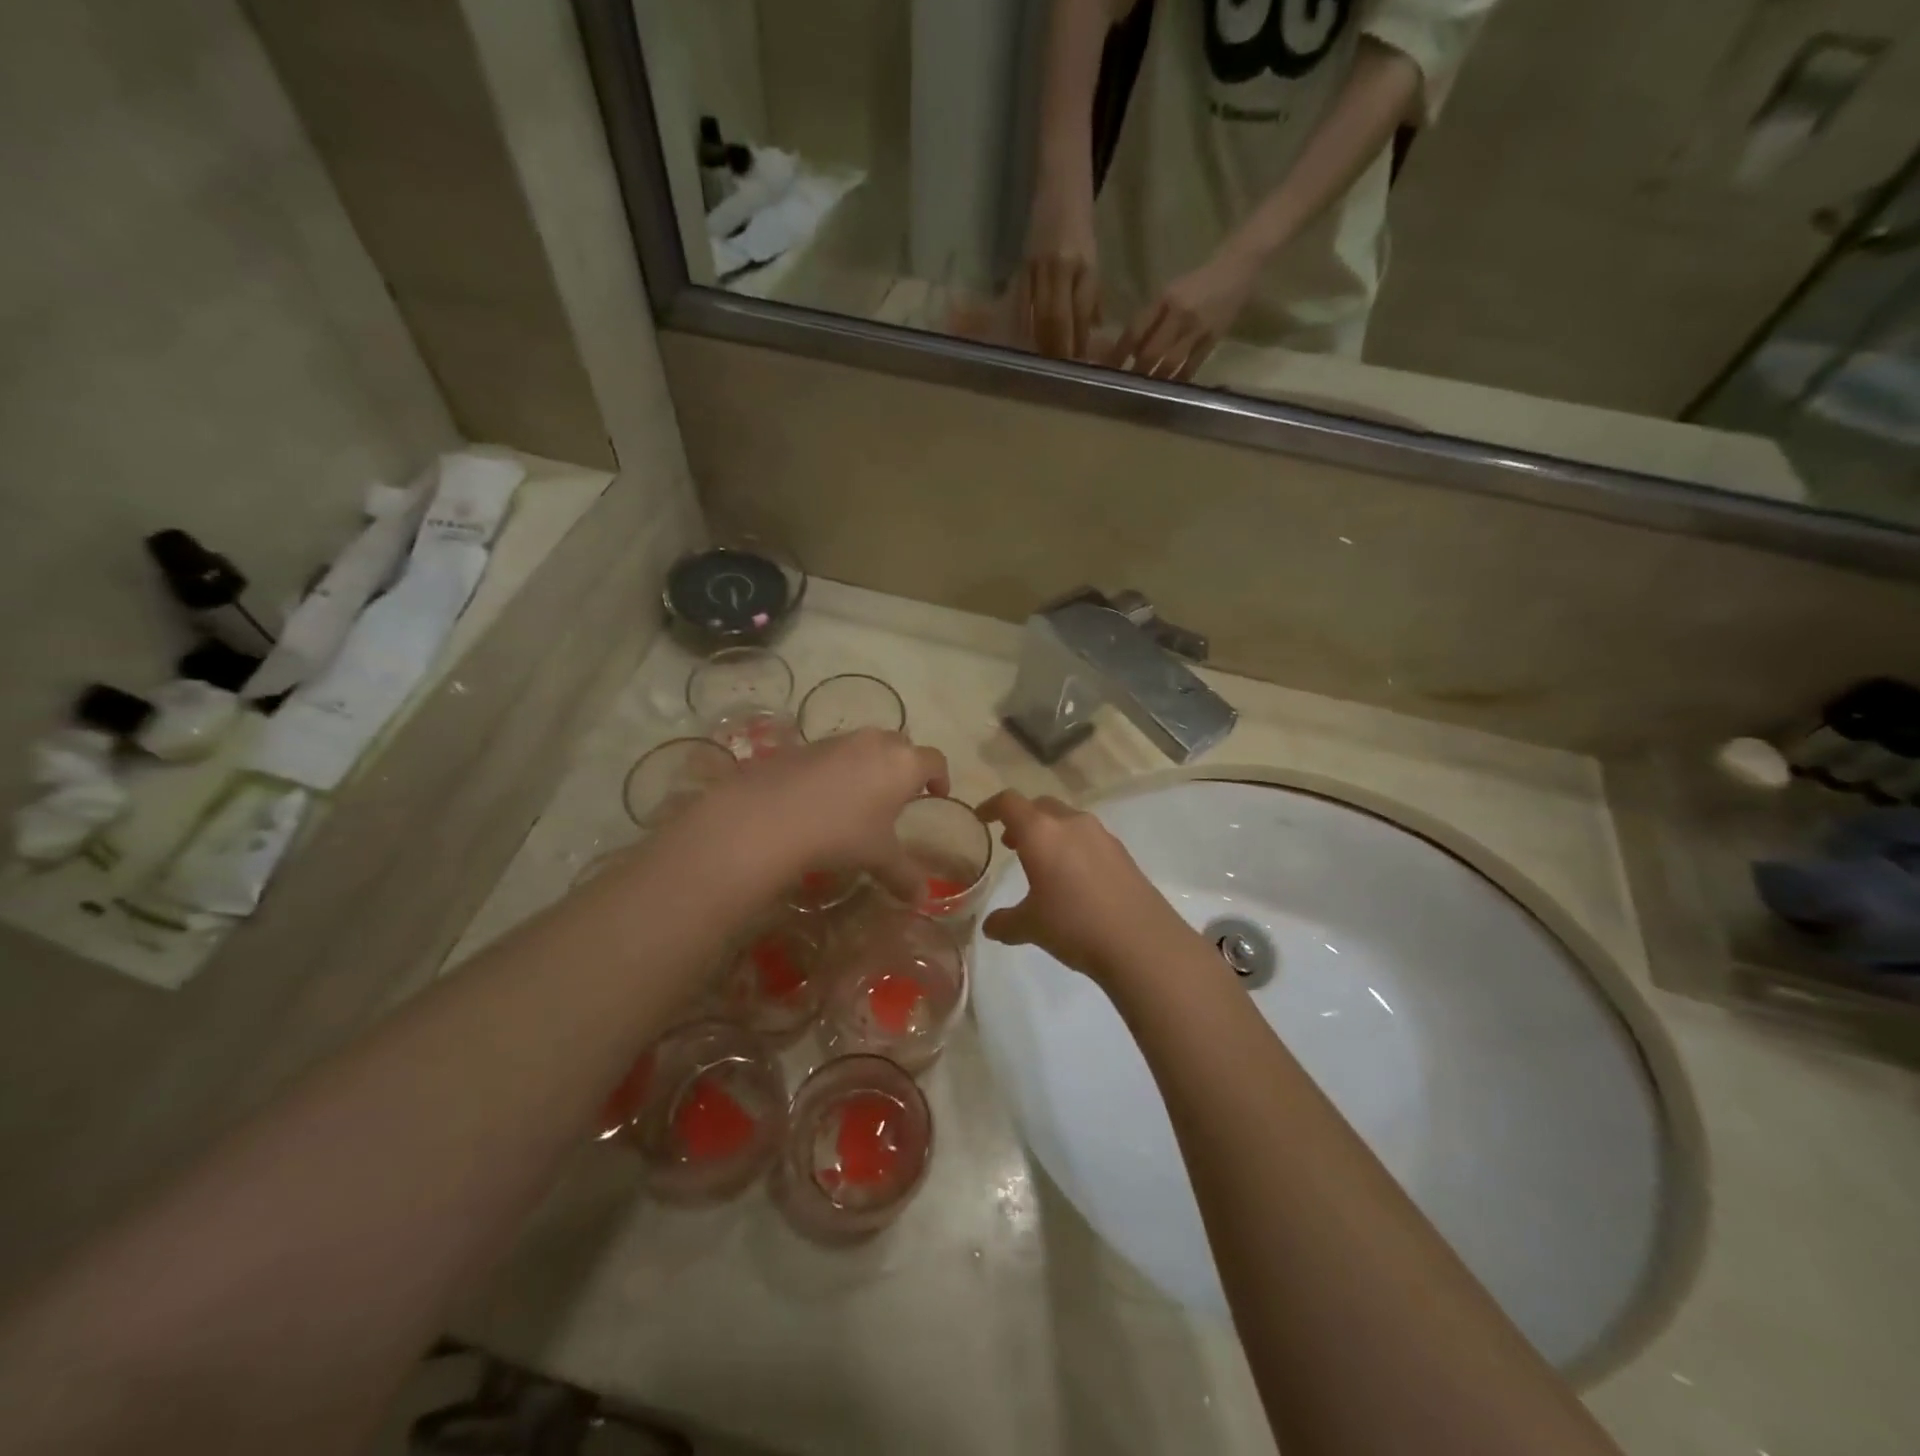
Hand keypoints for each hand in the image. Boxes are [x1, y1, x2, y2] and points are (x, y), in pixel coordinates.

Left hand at [682, 729, 948, 900]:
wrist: (771, 815)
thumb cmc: (842, 832)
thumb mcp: (878, 857)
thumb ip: (904, 875)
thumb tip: (922, 899)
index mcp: (904, 764)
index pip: (934, 761)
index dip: (941, 777)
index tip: (938, 793)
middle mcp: (876, 742)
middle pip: (902, 745)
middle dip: (905, 766)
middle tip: (901, 794)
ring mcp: (839, 739)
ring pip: (866, 745)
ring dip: (872, 764)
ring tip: (863, 795)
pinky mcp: (807, 744)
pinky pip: (835, 752)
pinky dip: (840, 767)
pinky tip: (826, 795)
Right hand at [977, 790, 1195, 984]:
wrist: (1141, 942)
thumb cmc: (1074, 925)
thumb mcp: (1030, 927)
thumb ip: (1005, 922)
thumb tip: (990, 926)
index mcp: (1040, 832)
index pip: (1009, 802)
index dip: (991, 806)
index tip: (982, 818)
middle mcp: (1070, 823)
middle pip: (1040, 805)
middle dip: (1023, 820)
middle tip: (1012, 844)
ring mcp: (1101, 835)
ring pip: (1067, 820)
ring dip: (1050, 832)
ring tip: (1043, 863)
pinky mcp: (1121, 852)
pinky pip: (1088, 838)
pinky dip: (1073, 847)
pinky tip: (1074, 879)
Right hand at [1019, 173, 1100, 360]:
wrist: (1060, 181)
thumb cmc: (1080, 222)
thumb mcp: (1093, 258)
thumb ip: (1091, 296)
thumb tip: (1092, 332)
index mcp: (1084, 266)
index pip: (1080, 315)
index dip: (1078, 343)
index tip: (1079, 367)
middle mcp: (1061, 268)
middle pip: (1057, 321)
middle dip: (1058, 350)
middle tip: (1059, 374)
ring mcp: (1039, 267)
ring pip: (1038, 316)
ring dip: (1040, 344)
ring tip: (1042, 365)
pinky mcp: (1023, 266)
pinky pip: (1021, 305)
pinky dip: (1022, 327)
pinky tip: (1022, 343)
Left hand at [1108, 246, 1258, 380]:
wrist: (1238, 267)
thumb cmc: (1198, 281)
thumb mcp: (1170, 292)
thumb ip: (1151, 317)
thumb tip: (1131, 349)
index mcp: (1165, 298)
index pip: (1136, 330)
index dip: (1120, 352)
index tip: (1109, 368)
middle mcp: (1179, 314)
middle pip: (1151, 351)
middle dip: (1137, 371)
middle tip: (1126, 385)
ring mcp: (1197, 328)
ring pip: (1170, 362)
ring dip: (1156, 379)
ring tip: (1145, 391)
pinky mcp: (1213, 338)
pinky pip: (1192, 365)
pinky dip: (1179, 378)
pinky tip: (1170, 388)